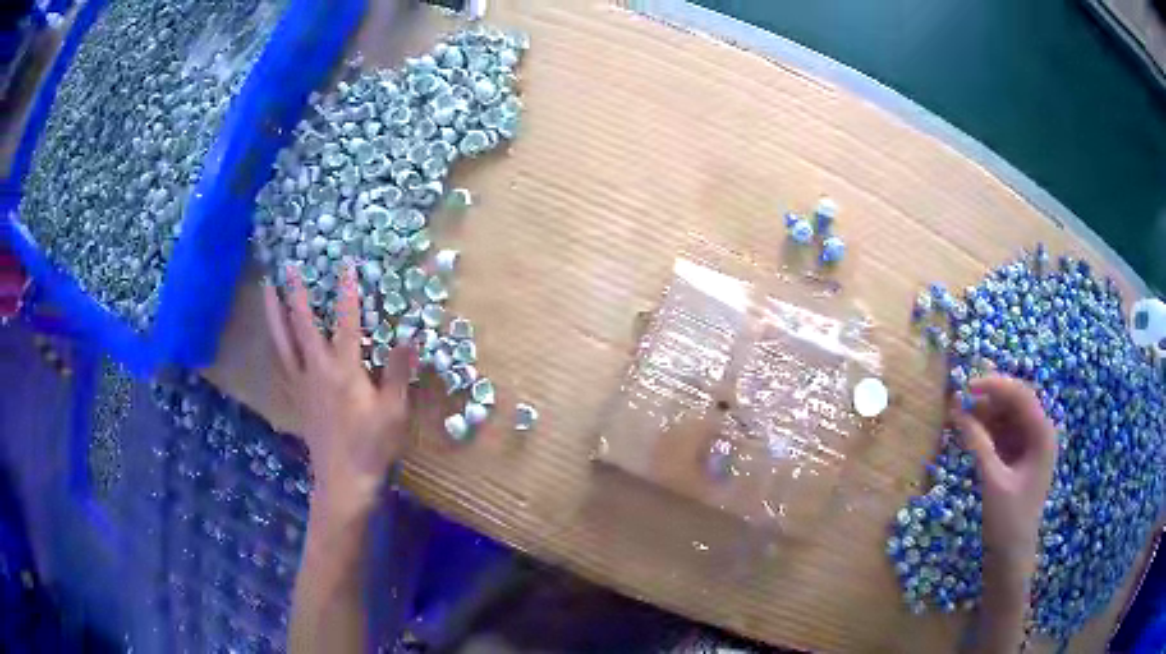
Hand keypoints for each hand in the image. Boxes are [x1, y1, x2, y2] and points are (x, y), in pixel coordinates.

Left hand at [263, 262, 414, 516]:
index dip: (347, 293)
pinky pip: (280, 364)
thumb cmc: (372, 445)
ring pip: (283, 341)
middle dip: (296, 294)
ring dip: (274, 313)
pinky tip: (273, 337)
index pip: (346, 322)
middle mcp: (317, 370)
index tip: (345, 265)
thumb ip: (397, 372)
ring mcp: (302, 384)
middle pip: (301, 325)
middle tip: (287, 267)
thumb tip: (410, 336)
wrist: (344, 479)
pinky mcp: (296, 398)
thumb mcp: (393, 410)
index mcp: (344, 370)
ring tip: (266, 290)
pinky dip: (275, 345)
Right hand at [951, 375, 1057, 574]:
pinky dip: (986, 431)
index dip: (994, 385)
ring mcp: (1029, 447)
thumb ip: (978, 443)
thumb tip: (957, 409)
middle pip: (1014, 403)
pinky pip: (1002, 434)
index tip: (966, 387)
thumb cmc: (1008, 521)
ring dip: (985, 414)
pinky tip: (968, 433)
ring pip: (1006, 417)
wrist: (1010, 559)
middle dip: (988, 399)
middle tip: (959, 401)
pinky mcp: (1018, 459)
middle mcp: (1039, 434)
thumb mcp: (993, 481)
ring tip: (959, 416)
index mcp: (1042, 435)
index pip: (1020, 396)